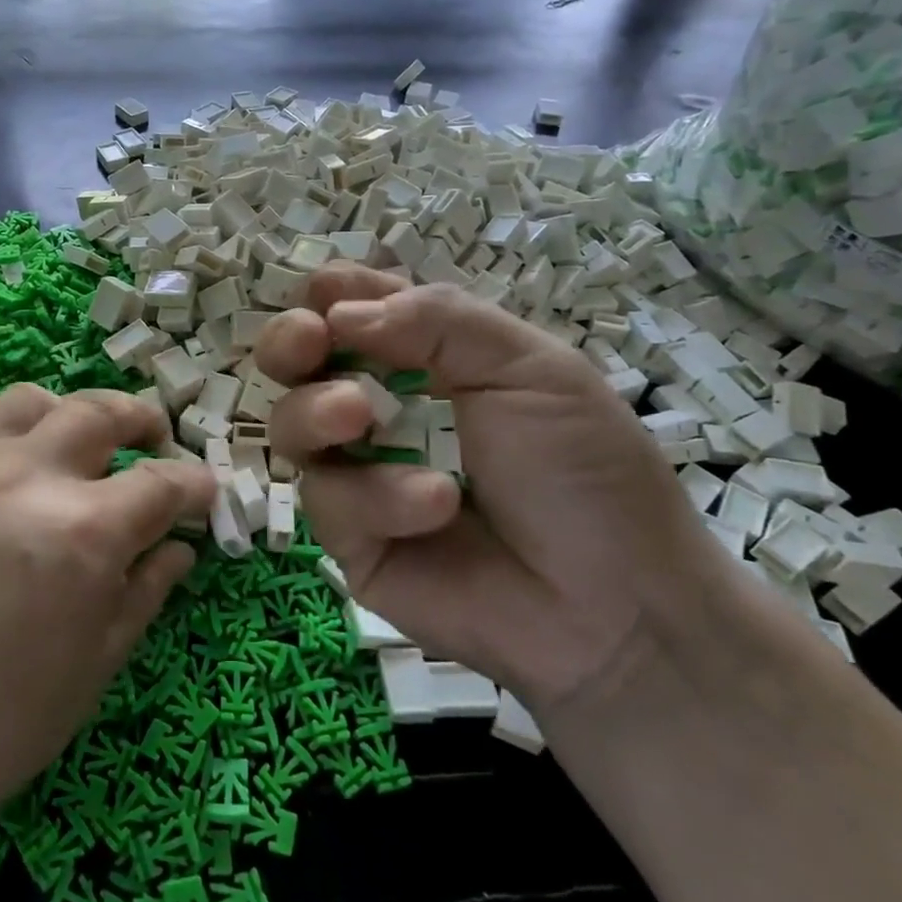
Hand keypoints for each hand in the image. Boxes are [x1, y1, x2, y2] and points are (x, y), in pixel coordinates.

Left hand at [0, 385, 214, 876]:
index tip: (206, 493)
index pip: (162, 482)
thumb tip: (179, 548)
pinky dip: (7, 434)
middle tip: (157, 442)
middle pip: (102, 412)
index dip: (195, 485)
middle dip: (143, 420)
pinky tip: (11, 471)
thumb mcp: (93, 668)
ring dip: (72, 413)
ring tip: (82, 445)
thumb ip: (144, 593)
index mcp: (84, 530)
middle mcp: (30, 477)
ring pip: (34, 400)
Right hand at [257, 265, 730, 718]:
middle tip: (307, 341)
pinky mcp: (351, 538)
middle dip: (288, 342)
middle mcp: (382, 410)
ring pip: (292, 426)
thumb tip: (338, 311)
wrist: (612, 608)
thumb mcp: (533, 369)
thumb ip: (439, 320)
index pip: (357, 311)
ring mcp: (361, 474)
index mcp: (428, 360)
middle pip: (301, 363)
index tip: (325, 294)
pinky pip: (328, 500)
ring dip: (315, 411)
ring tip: (355, 417)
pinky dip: (377, 496)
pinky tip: (435, 506)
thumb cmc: (584, 472)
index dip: (333, 295)